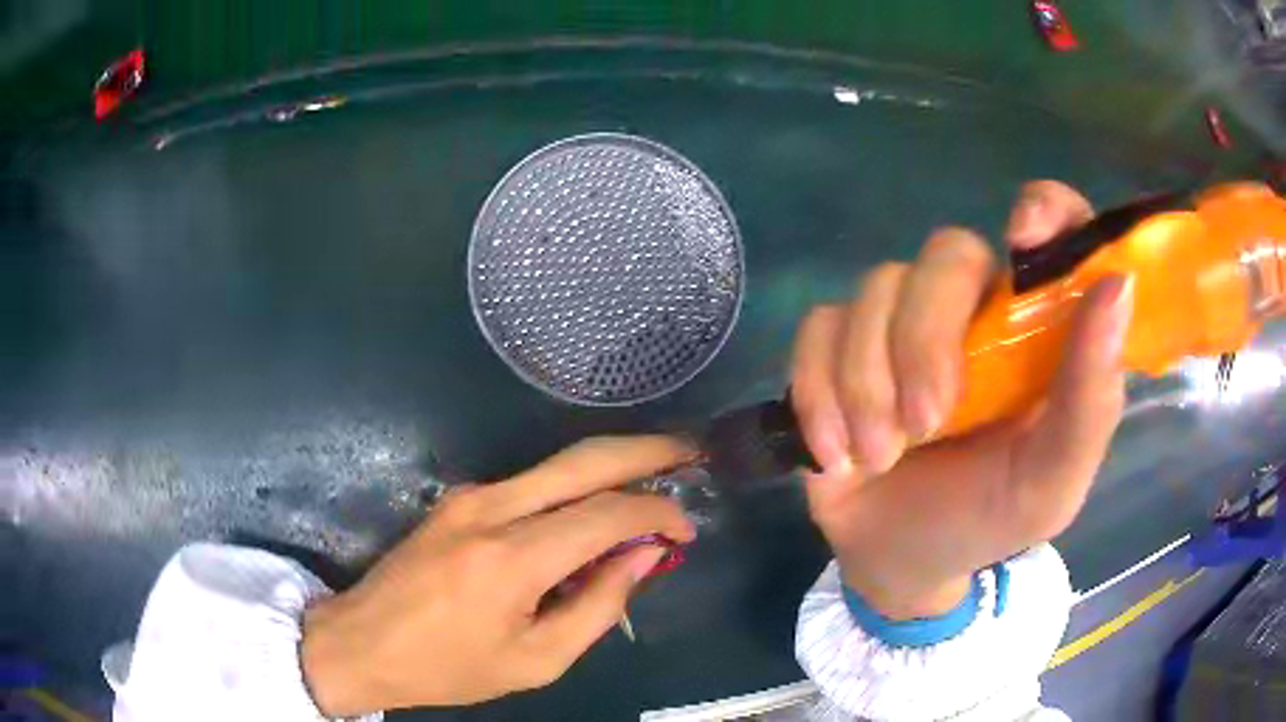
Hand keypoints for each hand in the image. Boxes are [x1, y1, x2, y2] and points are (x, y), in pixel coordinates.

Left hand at [300, 436, 696, 715]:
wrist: (364, 642)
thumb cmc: (450, 667)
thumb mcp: (536, 660)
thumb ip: (598, 606)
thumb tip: (644, 557)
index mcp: (511, 558)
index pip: (607, 513)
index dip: (657, 513)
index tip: (687, 530)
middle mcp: (491, 508)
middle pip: (583, 459)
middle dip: (646, 449)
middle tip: (692, 452)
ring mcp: (470, 496)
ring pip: (558, 463)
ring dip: (612, 466)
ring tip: (657, 479)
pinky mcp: (459, 499)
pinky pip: (531, 483)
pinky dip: (575, 489)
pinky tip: (594, 515)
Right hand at [791, 181, 1132, 618]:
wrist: (902, 560)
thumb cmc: (989, 518)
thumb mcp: (1052, 482)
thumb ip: (1091, 399)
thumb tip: (1117, 286)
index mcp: (1037, 328)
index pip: (1053, 229)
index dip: (1045, 209)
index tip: (1026, 234)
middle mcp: (974, 308)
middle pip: (947, 253)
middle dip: (927, 338)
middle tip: (927, 423)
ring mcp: (901, 320)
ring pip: (876, 289)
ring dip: (870, 383)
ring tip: (880, 457)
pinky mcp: (838, 344)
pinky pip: (818, 330)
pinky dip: (821, 394)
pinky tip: (837, 454)